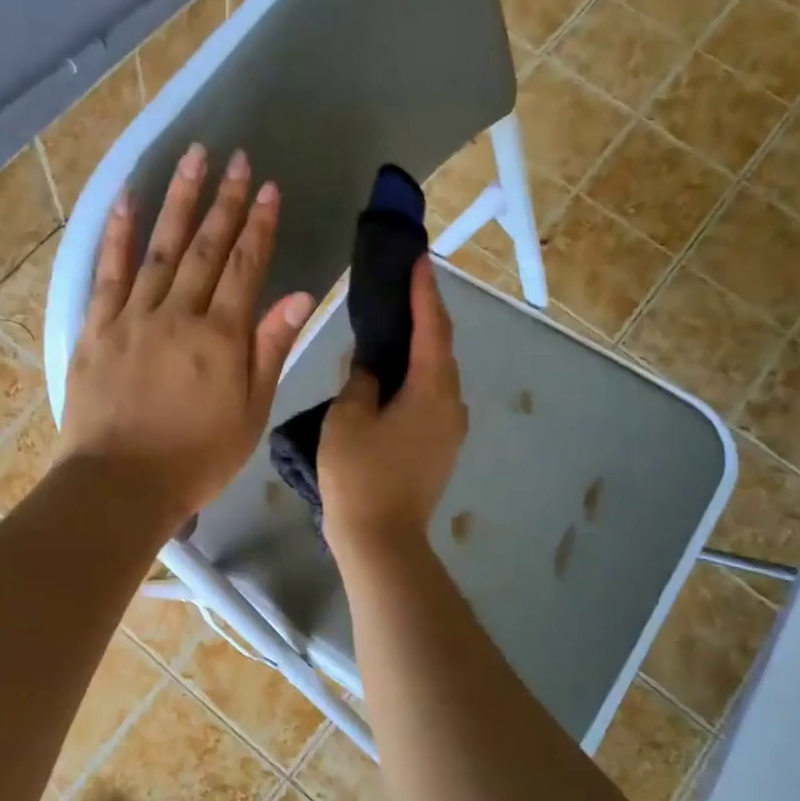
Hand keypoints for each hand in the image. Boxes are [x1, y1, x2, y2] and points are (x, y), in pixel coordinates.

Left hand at [61, 143, 313, 531]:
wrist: (121, 484)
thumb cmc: (196, 459)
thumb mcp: (249, 413)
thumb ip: (270, 350)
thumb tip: (299, 296)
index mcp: (220, 337)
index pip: (246, 267)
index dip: (260, 225)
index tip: (270, 187)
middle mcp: (177, 314)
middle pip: (205, 248)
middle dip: (225, 201)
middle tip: (237, 158)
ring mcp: (132, 317)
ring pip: (160, 248)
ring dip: (178, 202)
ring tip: (192, 159)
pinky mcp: (97, 329)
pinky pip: (108, 272)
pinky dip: (118, 234)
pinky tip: (127, 200)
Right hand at [320, 258, 467, 561]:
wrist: (381, 540)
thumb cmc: (360, 475)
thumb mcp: (348, 419)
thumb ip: (361, 381)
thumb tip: (371, 366)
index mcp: (431, 390)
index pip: (432, 328)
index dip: (425, 292)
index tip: (419, 260)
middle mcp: (451, 405)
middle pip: (442, 350)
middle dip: (426, 317)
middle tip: (404, 289)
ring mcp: (450, 431)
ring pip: (438, 378)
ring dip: (421, 350)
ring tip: (396, 329)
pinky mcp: (440, 450)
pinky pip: (432, 401)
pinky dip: (417, 380)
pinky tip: (395, 379)